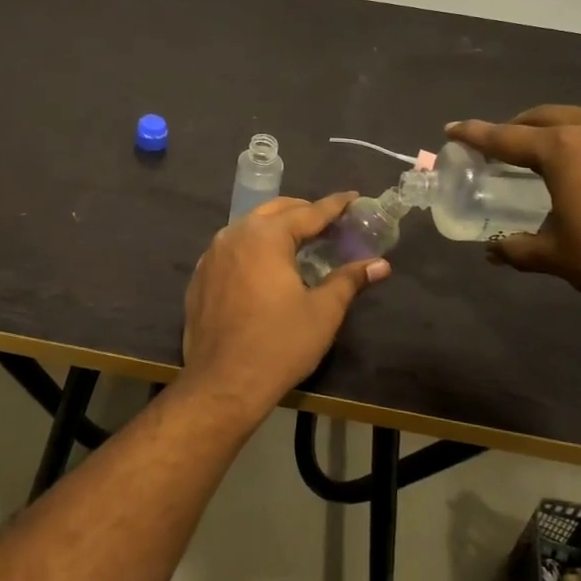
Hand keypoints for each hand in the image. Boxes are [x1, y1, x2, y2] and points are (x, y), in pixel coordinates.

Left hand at [181, 194, 389, 415]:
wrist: (223, 383)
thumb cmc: (279, 344)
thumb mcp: (323, 312)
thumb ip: (349, 280)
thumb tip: (380, 264)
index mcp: (265, 236)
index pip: (308, 212)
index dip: (334, 206)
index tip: (353, 197)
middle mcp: (234, 235)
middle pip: (274, 211)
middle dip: (302, 211)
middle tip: (329, 222)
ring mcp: (211, 256)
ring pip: (248, 228)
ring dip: (275, 228)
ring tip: (299, 241)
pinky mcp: (200, 277)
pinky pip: (231, 250)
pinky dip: (253, 248)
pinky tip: (265, 267)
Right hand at [445, 106, 580, 319]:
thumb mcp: (556, 255)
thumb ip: (517, 247)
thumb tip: (492, 251)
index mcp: (563, 149)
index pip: (505, 136)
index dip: (475, 134)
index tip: (452, 129)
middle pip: (544, 117)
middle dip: (516, 127)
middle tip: (498, 146)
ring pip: (580, 117)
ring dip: (554, 128)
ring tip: (543, 151)